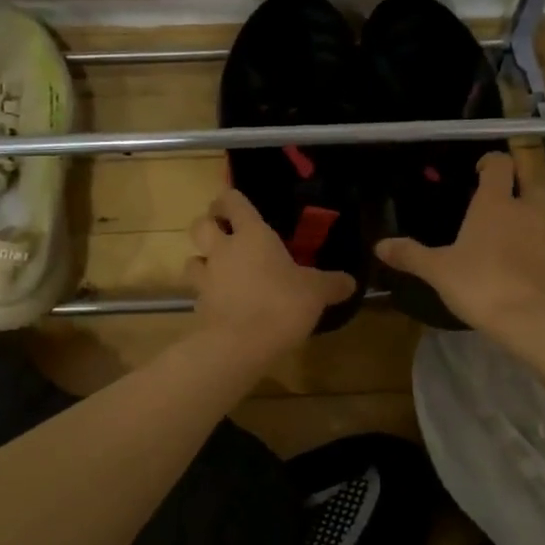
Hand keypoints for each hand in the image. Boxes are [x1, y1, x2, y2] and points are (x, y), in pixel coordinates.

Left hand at [186, 189, 354, 357]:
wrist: (241, 344)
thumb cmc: (281, 304)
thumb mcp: (316, 292)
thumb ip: (332, 284)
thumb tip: (350, 282)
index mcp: (252, 235)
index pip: (233, 202)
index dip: (231, 199)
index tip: (234, 203)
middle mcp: (223, 250)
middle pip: (200, 225)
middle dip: (208, 224)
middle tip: (222, 231)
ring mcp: (207, 278)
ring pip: (193, 259)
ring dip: (202, 260)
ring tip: (217, 268)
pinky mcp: (199, 306)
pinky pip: (198, 292)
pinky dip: (207, 294)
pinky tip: (222, 303)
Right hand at [375, 147, 544, 337]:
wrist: (541, 322)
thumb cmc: (483, 286)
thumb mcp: (439, 272)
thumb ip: (410, 255)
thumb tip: (379, 245)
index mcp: (495, 204)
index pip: (499, 166)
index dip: (490, 161)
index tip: (480, 169)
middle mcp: (529, 210)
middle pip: (534, 178)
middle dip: (522, 175)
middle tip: (508, 185)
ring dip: (540, 204)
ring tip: (524, 218)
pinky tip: (538, 257)